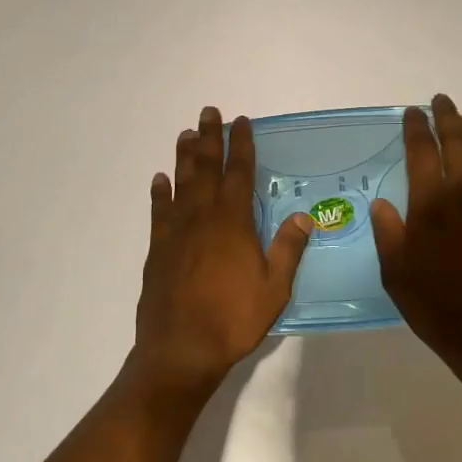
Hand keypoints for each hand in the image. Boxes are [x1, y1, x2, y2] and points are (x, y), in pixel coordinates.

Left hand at [131, 107, 313, 398]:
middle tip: (208, 113)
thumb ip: (288, 248)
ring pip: (181, 184)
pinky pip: (158, 212)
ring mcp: (176, 232)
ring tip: (184, 134)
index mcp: (233, 222)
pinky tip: (159, 180)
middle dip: (209, 138)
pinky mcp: (158, 249)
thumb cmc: (233, 318)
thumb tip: (303, 216)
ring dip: (184, 157)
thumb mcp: (274, 288)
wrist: (180, 349)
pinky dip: (159, 193)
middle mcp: (203, 217)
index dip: (241, 145)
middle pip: (206, 168)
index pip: (239, 173)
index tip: (241, 121)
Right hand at [372, 94, 461, 364]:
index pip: (422, 151)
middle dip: (446, 117)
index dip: (416, 128)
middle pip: (457, 141)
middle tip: (440, 101)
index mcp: (431, 202)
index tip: (411, 112)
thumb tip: (383, 204)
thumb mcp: (395, 271)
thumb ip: (388, 231)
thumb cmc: (434, 302)